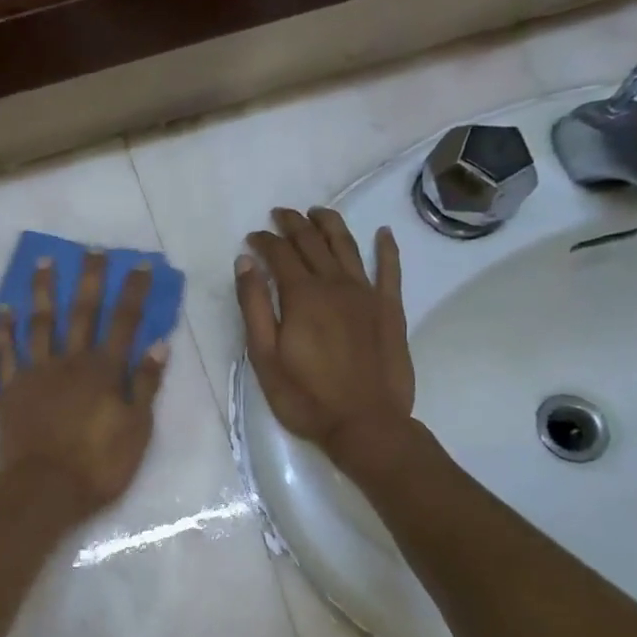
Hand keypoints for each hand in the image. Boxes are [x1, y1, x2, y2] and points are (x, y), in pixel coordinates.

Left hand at [0, 251, 168, 519]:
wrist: (44, 489)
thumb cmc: (98, 465)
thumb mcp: (137, 429)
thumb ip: (146, 384)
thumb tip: (158, 344)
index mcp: (104, 370)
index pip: (124, 322)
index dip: (133, 291)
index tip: (140, 264)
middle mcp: (70, 361)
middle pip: (82, 312)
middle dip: (91, 279)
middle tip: (93, 249)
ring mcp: (36, 372)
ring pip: (41, 322)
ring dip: (44, 290)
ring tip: (44, 261)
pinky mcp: (10, 388)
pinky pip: (5, 354)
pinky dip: (3, 331)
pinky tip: (3, 309)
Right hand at [236, 207, 415, 469]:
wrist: (366, 424)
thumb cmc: (305, 396)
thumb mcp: (264, 357)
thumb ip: (254, 306)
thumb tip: (245, 262)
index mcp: (302, 296)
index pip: (279, 254)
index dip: (264, 241)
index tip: (252, 237)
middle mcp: (335, 284)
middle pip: (312, 242)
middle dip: (293, 224)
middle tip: (280, 214)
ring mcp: (367, 294)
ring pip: (347, 247)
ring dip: (331, 225)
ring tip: (318, 212)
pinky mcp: (390, 310)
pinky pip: (390, 270)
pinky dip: (386, 248)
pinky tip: (383, 233)